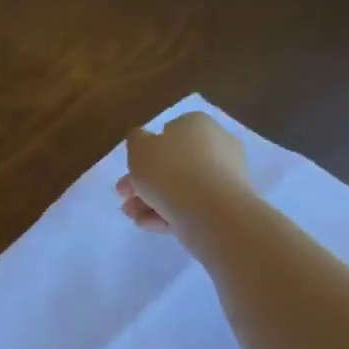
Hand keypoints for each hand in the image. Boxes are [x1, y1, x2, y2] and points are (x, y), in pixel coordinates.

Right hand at [116, 111, 251, 248]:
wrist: (210, 210)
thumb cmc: (170, 169)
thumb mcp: (139, 148)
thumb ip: (136, 140)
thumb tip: (143, 140)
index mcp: (198, 125)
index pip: (171, 131)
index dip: (147, 150)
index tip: (130, 168)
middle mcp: (216, 146)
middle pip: (173, 163)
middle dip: (144, 181)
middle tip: (124, 194)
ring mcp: (223, 178)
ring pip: (180, 187)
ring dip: (150, 200)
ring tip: (130, 214)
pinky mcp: (224, 206)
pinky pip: (190, 206)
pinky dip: (167, 214)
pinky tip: (146, 223)